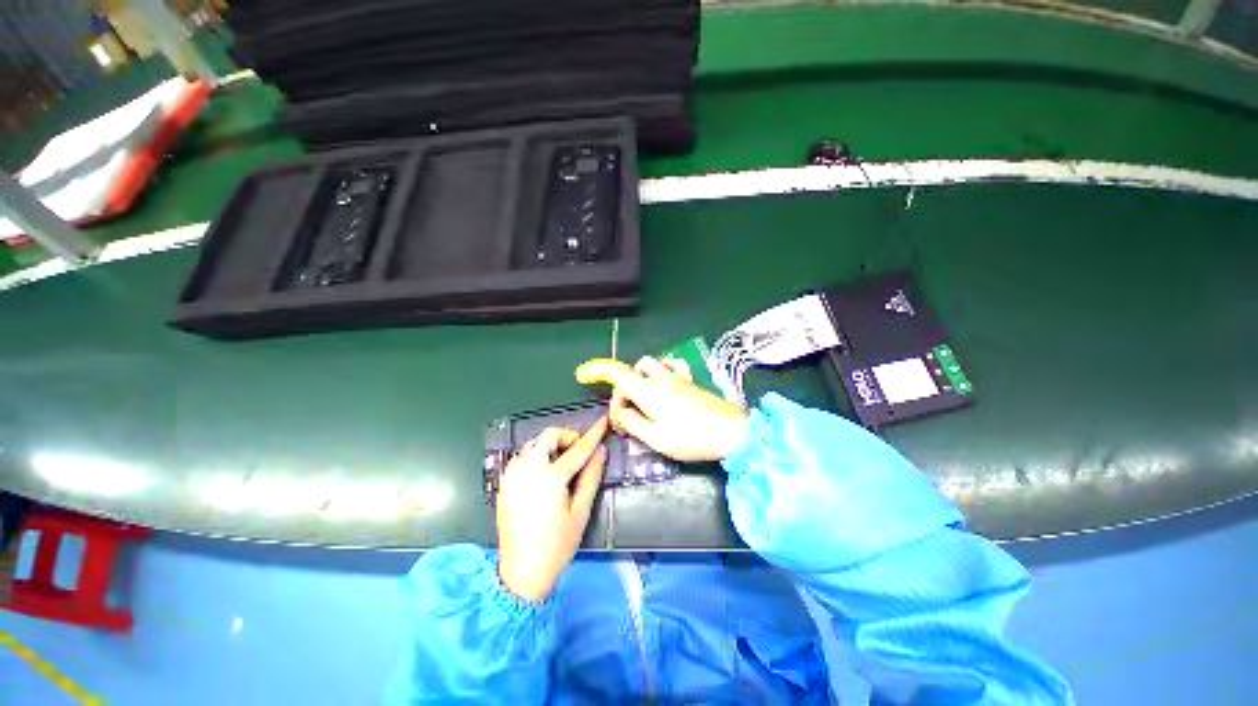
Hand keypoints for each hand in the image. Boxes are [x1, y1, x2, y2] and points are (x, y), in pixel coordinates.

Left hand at [496, 418, 608, 601]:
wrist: (521, 573)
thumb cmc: (557, 545)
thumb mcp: (580, 512)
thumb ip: (591, 477)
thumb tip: (600, 452)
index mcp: (550, 478)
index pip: (577, 448)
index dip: (593, 434)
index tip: (603, 422)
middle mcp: (528, 470)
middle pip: (548, 435)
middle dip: (566, 436)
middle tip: (578, 451)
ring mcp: (513, 475)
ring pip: (534, 444)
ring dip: (551, 445)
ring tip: (563, 462)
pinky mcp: (505, 483)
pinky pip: (523, 456)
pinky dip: (537, 455)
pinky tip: (545, 473)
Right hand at [576, 356, 747, 462]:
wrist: (730, 432)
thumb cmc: (690, 438)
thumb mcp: (654, 437)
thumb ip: (631, 422)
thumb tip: (619, 412)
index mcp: (648, 390)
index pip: (618, 374)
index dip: (601, 376)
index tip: (590, 384)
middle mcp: (660, 378)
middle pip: (634, 369)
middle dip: (625, 387)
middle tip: (630, 413)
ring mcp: (677, 377)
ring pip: (652, 364)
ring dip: (642, 378)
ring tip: (645, 400)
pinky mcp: (691, 382)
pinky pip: (672, 366)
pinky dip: (663, 371)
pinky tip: (666, 384)